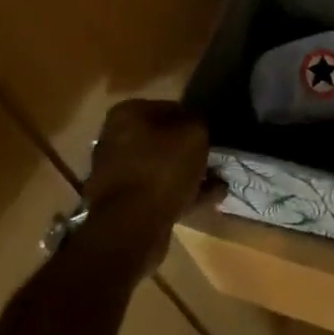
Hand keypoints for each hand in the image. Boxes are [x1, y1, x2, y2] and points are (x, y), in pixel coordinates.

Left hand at [81, 99, 217, 273]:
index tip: (212, 133)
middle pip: (162, 139)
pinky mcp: (122, 202)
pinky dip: (181, 193)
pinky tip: (210, 198)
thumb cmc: (161, 169)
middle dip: (189, 149)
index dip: (194, 120)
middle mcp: (115, 139)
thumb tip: (198, 124)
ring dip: (188, 173)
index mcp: (127, 114)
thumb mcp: (194, 135)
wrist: (130, 227)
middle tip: (214, 157)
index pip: (169, 108)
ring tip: (218, 181)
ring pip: (161, 167)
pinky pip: (158, 191)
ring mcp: (116, 173)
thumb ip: (199, 122)